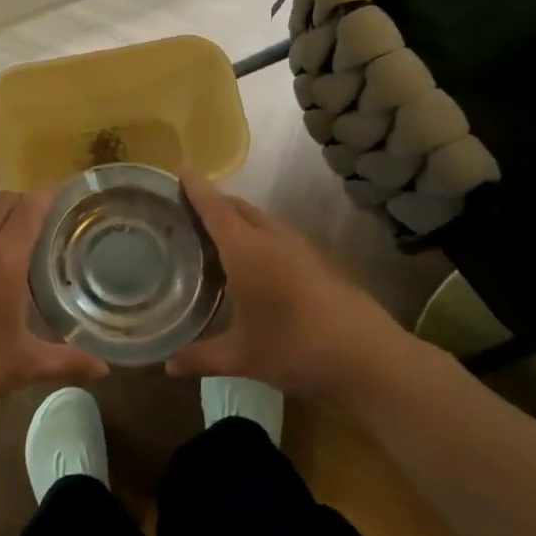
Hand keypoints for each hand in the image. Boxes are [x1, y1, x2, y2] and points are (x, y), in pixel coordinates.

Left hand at [0, 189, 108, 436]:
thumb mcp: (22, 366)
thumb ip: (67, 361)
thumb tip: (104, 370)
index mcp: (3, 258)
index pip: (30, 207)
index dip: (49, 195)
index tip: (63, 196)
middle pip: (3, 200)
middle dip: (24, 201)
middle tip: (41, 220)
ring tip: (7, 223)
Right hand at [166, 173, 422, 410]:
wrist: (367, 358)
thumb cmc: (294, 349)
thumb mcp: (242, 357)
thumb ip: (201, 357)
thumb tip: (167, 365)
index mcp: (246, 251)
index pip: (215, 208)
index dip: (196, 188)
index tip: (180, 169)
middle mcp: (272, 238)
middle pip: (238, 207)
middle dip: (214, 202)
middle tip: (188, 210)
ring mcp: (300, 247)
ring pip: (262, 220)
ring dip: (239, 219)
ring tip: (217, 235)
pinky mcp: (319, 260)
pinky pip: (279, 235)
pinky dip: (259, 236)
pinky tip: (255, 262)